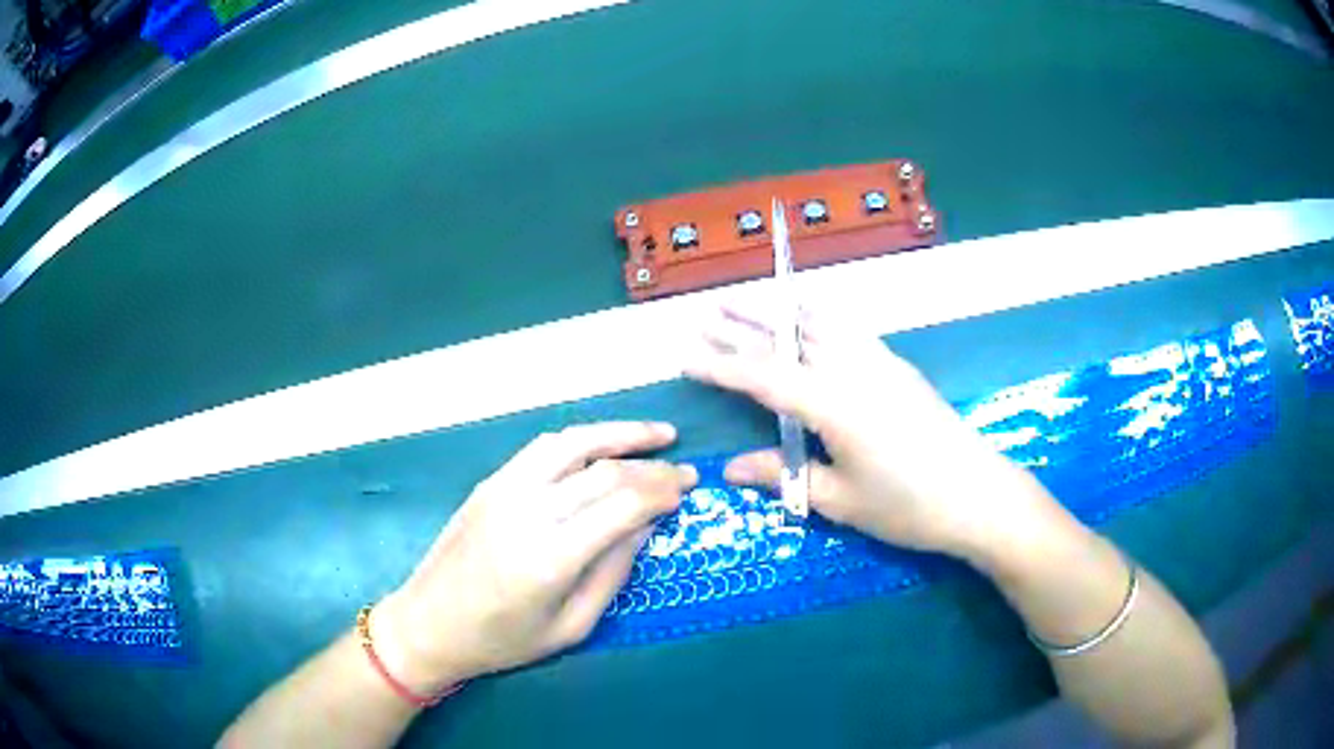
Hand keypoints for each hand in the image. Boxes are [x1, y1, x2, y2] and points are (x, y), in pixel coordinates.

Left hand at [373, 422, 696, 692]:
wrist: (429, 624)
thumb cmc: (502, 641)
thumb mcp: (571, 627)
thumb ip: (613, 574)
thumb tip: (647, 526)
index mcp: (550, 558)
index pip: (621, 505)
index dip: (662, 491)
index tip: (688, 490)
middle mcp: (527, 512)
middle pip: (603, 471)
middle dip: (652, 467)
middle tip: (684, 470)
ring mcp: (503, 490)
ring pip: (571, 443)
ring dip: (618, 433)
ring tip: (657, 434)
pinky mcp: (489, 483)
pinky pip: (542, 448)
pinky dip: (581, 439)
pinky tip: (603, 445)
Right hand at [684, 303, 1050, 560]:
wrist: (978, 495)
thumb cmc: (907, 505)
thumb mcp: (839, 500)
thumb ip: (785, 476)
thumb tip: (732, 469)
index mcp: (832, 403)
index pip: (763, 377)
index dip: (721, 367)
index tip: (686, 358)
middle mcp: (853, 370)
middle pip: (789, 340)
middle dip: (745, 326)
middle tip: (708, 313)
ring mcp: (880, 363)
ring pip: (821, 325)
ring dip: (782, 313)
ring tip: (754, 301)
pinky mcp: (898, 367)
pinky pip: (850, 331)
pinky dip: (822, 319)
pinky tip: (814, 320)